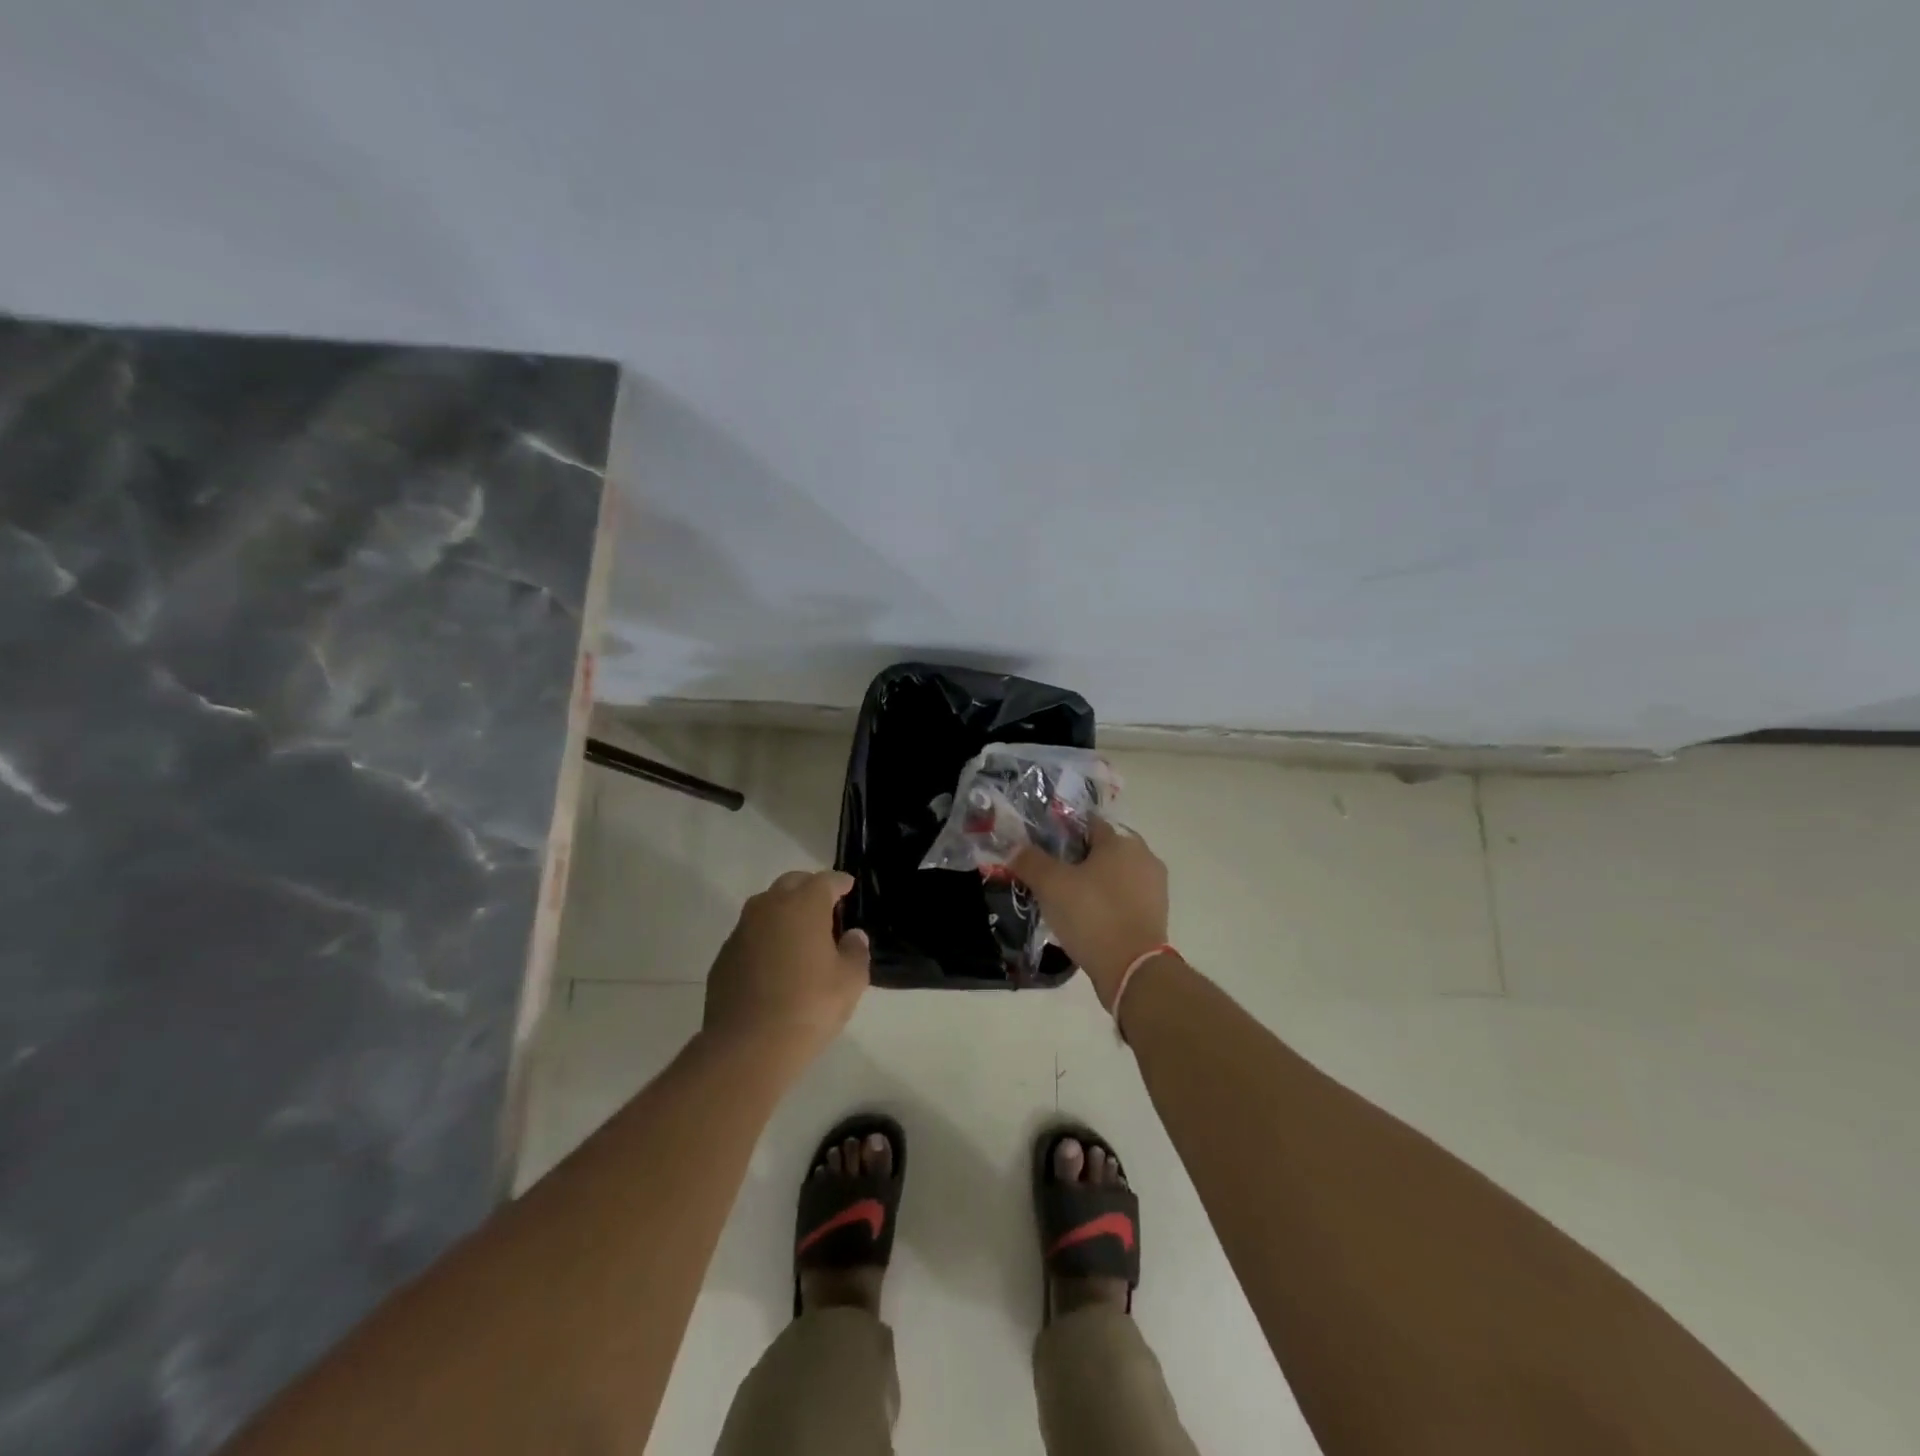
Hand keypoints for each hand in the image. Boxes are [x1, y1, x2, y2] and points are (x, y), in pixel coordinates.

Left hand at [702, 870, 870, 1071]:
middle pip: (791, 884)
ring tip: (799, 935)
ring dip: (783, 912)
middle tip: (825, 908)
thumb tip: (852, 936)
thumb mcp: (850, 982)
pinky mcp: (723, 956)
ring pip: (765, 907)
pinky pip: (750, 935)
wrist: (747, 1047)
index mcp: (803, 905)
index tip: (848, 887)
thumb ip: (855, 951)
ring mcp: (741, 931)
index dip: (839, 882)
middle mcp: (769, 907)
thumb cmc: (809, 1006)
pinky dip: (764, 939)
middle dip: (809, 889)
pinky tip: (774, 962)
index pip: (825, 881)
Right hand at [1011, 819, 1169, 1008]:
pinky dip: (1108, 904)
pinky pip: (1125, 899)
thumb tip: (1016, 849)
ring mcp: (1154, 887)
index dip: (1062, 834)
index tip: (1043, 851)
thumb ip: (1030, 861)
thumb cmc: (1092, 915)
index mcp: (1121, 841)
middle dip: (1079, 861)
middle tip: (1053, 880)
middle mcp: (1144, 857)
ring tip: (1068, 904)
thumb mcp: (1051, 885)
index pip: (1087, 824)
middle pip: (1103, 850)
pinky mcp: (1157, 915)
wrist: (1133, 969)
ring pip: (1115, 876)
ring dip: (1094, 884)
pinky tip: (1089, 921)